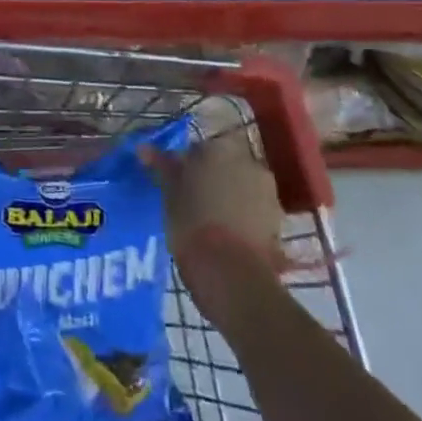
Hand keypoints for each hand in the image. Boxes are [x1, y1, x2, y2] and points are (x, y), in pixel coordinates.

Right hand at [141, 129, 285, 267]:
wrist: (231, 273)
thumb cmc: (192, 224)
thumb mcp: (169, 193)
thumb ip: (161, 166)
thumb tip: (143, 148)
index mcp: (219, 148)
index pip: (198, 149)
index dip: (186, 167)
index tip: (177, 186)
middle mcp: (248, 161)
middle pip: (224, 165)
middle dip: (212, 179)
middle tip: (193, 203)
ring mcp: (268, 190)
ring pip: (242, 187)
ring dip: (230, 197)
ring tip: (213, 224)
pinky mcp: (278, 220)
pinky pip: (255, 210)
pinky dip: (244, 217)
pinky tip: (230, 237)